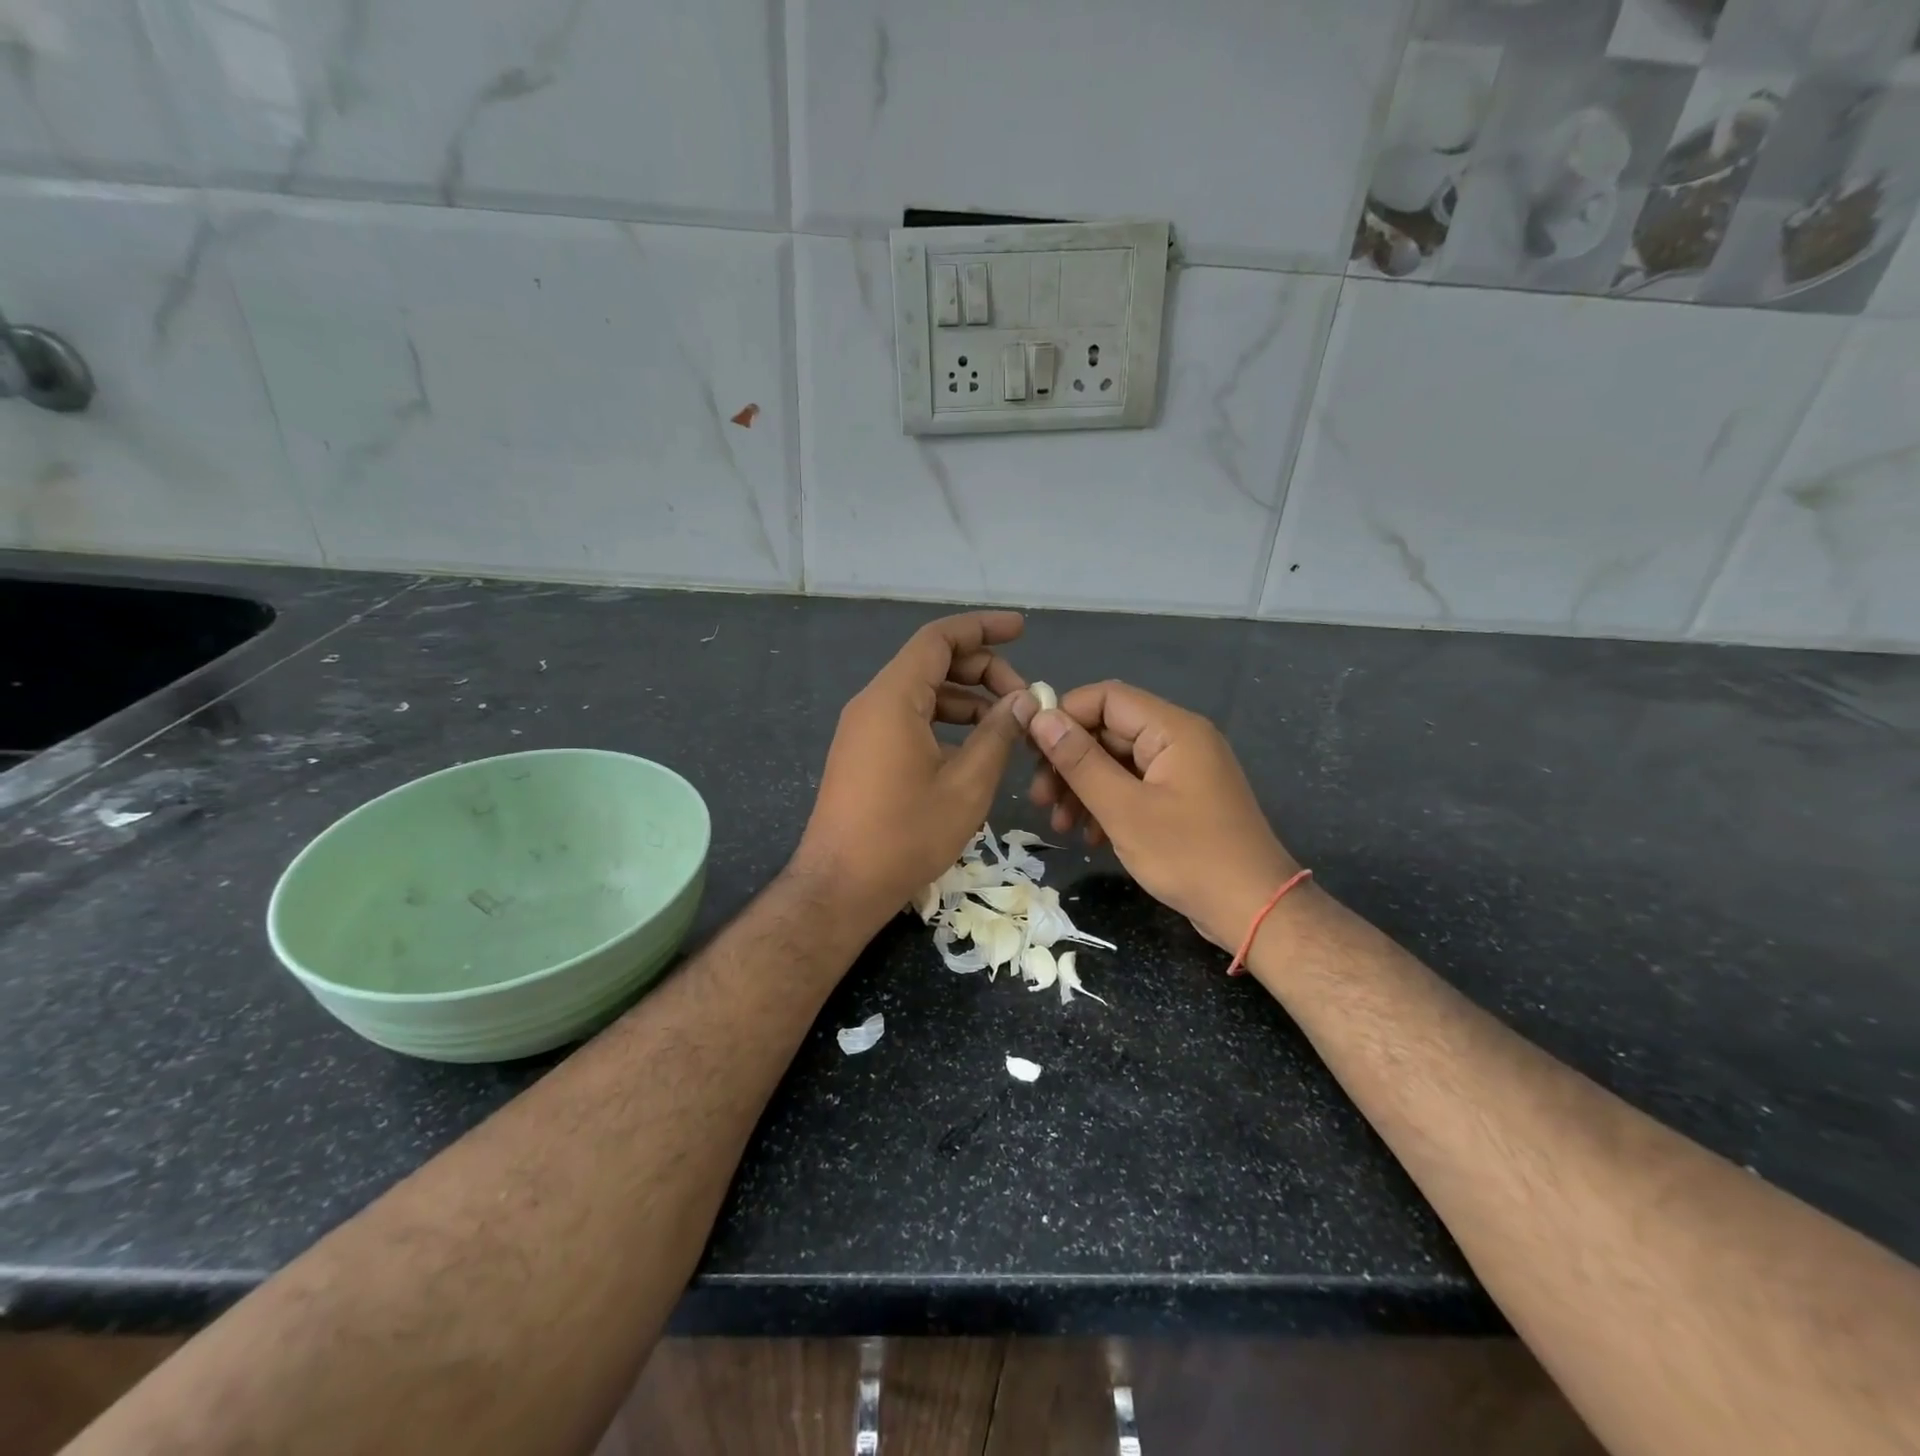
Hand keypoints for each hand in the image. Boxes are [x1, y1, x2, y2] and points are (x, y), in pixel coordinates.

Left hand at [793, 611, 1032, 932]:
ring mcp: (863, 728)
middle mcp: (873, 702)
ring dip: (966, 699)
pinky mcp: (863, 752)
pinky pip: (908, 718)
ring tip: (1008, 725)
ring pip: (922, 692)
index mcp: (894, 698)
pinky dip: (944, 721)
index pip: (939, 638)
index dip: (983, 628)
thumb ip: (998, 735)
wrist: (840, 886)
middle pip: (932, 663)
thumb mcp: (966, 785)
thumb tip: (1023, 701)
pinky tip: (973, 747)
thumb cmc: (906, 835)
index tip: (1021, 629)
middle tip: (1023, 699)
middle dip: (982, 670)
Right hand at [1015, 681, 1299, 949]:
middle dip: (1068, 762)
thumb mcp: (1124, 809)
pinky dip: (1106, 805)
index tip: (1030, 750)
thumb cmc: (1189, 856)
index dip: (1064, 716)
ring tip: (1060, 826)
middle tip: (1038, 799)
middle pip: (1108, 731)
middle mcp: (1179, 740)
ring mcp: (1182, 771)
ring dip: (1082, 788)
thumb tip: (1041, 717)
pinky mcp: (1181, 799)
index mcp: (1173, 729)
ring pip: (1116, 762)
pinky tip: (1089, 836)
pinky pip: (1133, 787)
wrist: (1254, 911)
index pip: (1106, 697)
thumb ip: (1080, 761)